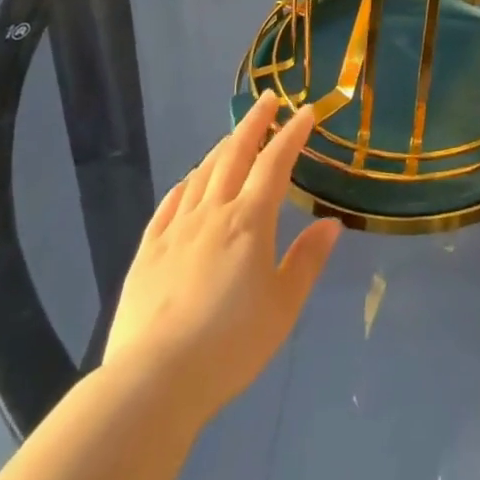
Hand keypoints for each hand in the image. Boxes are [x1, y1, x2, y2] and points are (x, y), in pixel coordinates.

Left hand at [102, 96, 341, 428]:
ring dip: (222, 148)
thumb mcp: (284, 306)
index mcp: (250, 220)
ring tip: (233, 136)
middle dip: (254, 123)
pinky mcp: (147, 251)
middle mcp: (213, 212)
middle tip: (268, 100)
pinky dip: (185, 184)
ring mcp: (176, 229)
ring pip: (202, 174)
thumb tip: (331, 223)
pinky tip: (189, 181)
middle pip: (235, 154)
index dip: (292, 134)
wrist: (154, 380)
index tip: (306, 112)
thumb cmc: (231, 343)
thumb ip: (307, 260)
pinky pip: (170, 203)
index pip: (276, 163)